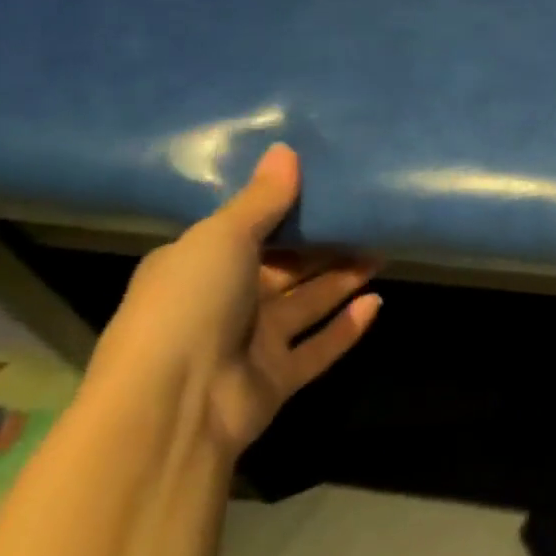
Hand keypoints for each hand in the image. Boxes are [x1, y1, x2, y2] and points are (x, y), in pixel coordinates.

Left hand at [85, 143, 381, 453]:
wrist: (172, 406)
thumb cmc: (190, 303)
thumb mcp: (223, 237)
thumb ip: (262, 199)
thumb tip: (286, 149)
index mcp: (198, 265)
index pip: (247, 231)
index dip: (286, 212)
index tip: (326, 188)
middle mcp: (223, 302)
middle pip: (284, 268)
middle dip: (324, 245)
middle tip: (367, 219)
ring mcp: (249, 343)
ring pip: (306, 304)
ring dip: (342, 280)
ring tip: (383, 251)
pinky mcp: (274, 379)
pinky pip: (317, 347)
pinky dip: (346, 327)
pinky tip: (377, 302)